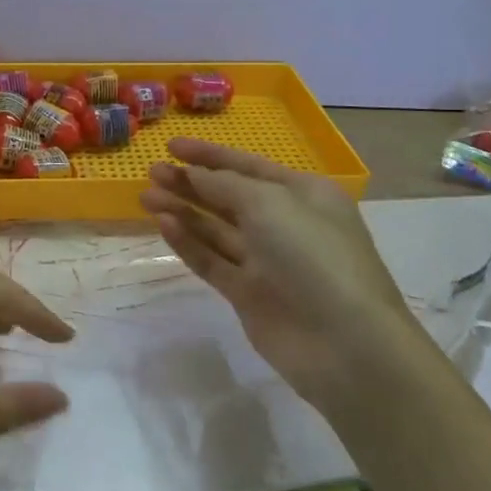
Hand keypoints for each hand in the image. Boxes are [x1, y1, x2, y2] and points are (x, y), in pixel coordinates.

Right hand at [140, 138, 408, 392]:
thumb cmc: (313, 256)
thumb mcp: (269, 204)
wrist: (345, 345)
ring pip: (215, 229)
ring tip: (145, 196)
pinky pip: (212, 260)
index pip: (247, 165)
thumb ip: (223, 185)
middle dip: (190, 182)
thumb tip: (192, 173)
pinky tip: (163, 224)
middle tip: (152, 171)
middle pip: (228, 196)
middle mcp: (285, 223)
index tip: (170, 144)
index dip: (209, 155)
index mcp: (302, 194)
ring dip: (183, 210)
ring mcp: (266, 261)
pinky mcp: (249, 295)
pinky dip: (188, 242)